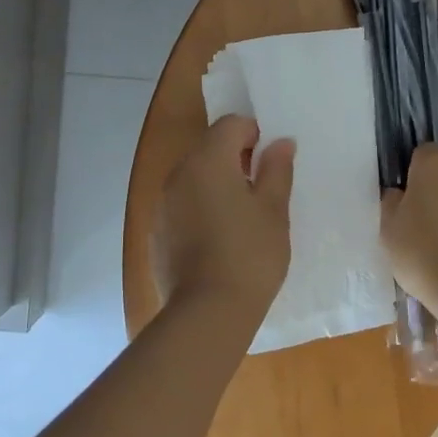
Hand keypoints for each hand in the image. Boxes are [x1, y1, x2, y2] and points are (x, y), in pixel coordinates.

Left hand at [154, 116, 294, 317]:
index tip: (271, 163)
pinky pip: (182, 203)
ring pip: (194, 175)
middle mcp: (178, 173)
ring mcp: (163, 203)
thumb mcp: (274, 210)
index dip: (254, 134)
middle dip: (235, 157)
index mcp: (207, 160)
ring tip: (243, 215)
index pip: (231, 124)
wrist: (208, 312)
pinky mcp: (157, 230)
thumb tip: (280, 143)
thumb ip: (277, 170)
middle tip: (262, 189)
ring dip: (217, 182)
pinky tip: (220, 237)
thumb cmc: (250, 254)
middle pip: (209, 147)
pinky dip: (201, 206)